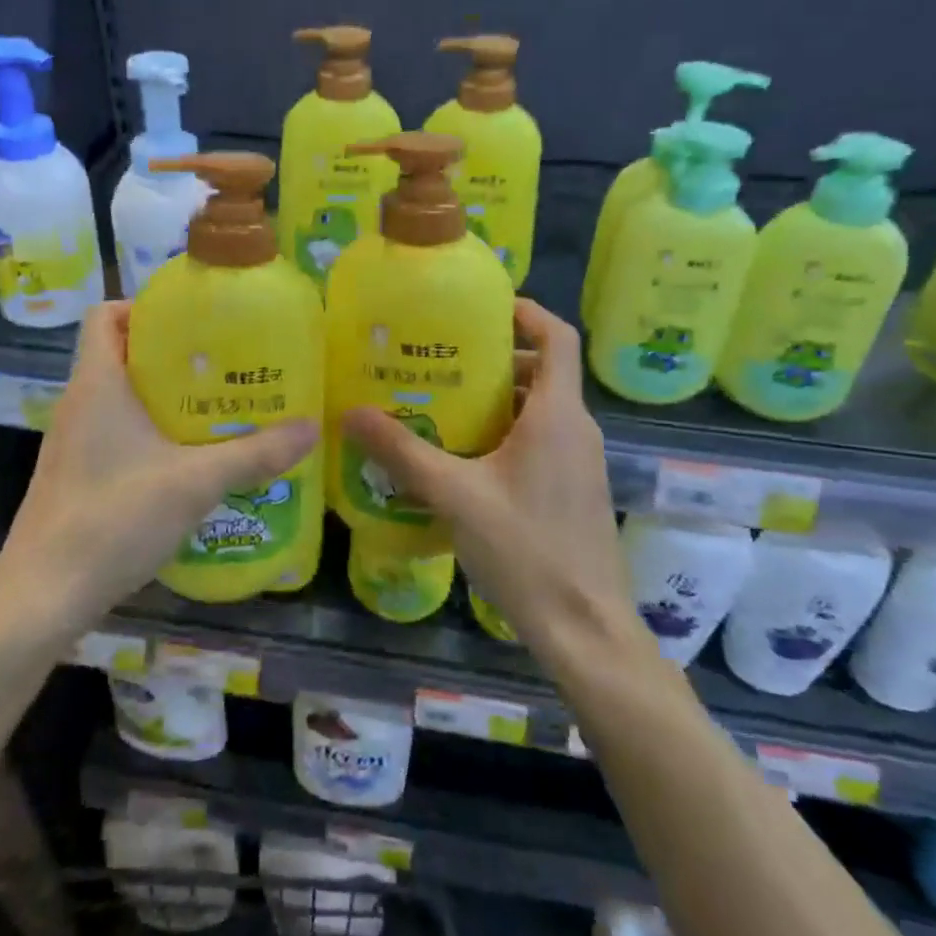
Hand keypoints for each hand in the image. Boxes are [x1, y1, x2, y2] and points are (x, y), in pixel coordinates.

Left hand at [0, 302, 318, 638]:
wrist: (43, 596)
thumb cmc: (114, 518)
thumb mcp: (195, 482)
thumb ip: (254, 454)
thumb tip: (310, 428)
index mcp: (97, 383)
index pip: (104, 315)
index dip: (143, 306)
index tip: (193, 320)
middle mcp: (79, 403)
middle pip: (120, 353)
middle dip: (171, 353)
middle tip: (223, 362)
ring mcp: (73, 442)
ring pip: (120, 396)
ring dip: (163, 395)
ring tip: (216, 405)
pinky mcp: (76, 475)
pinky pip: (115, 432)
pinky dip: (149, 431)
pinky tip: (188, 458)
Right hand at [339, 300, 632, 663]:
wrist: (585, 629)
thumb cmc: (525, 550)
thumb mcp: (454, 496)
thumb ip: (402, 452)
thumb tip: (350, 413)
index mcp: (556, 415)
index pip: (557, 337)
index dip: (527, 312)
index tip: (484, 306)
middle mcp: (576, 429)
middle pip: (543, 371)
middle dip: (496, 359)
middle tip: (442, 360)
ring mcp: (580, 462)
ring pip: (540, 410)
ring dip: (498, 400)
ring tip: (443, 404)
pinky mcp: (574, 490)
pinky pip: (541, 441)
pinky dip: (507, 433)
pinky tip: (464, 459)